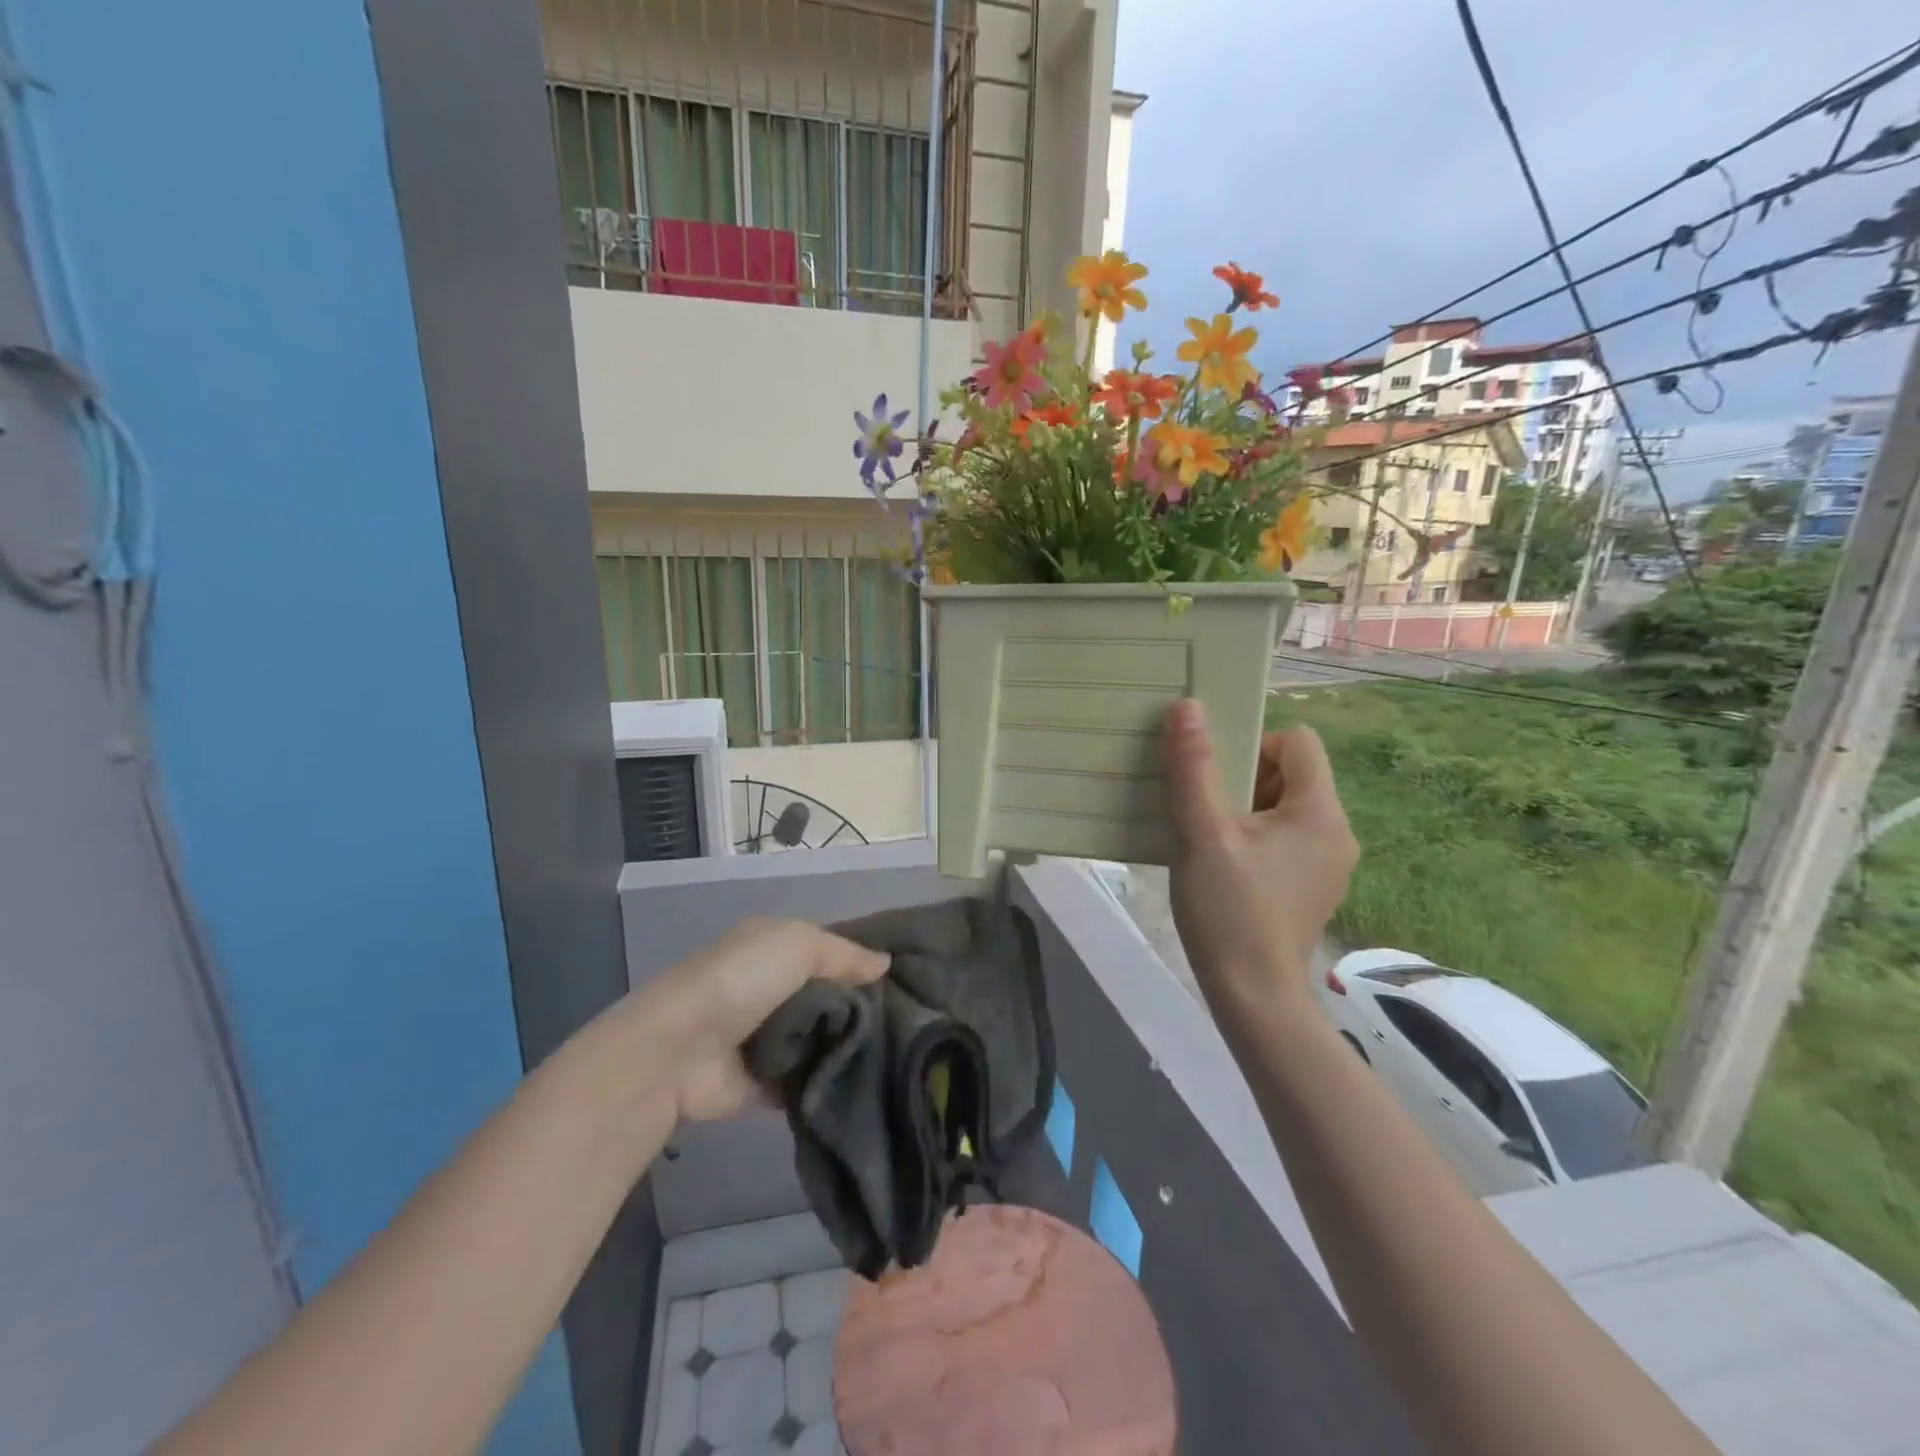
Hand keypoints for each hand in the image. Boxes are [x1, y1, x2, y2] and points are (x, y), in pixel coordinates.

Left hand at [636, 919, 889, 1123]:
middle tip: (910, 1018)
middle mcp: (769, 987)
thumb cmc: (741, 980)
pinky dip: (830, 1078)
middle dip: (862, 1005)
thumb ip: (845, 953)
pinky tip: (869, 1079)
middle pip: (829, 995)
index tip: (906, 974)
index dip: (861, 959)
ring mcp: (766, 1036)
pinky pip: (809, 1077)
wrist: (678, 1052)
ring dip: (849, 1044)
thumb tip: (885, 963)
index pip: (828, 949)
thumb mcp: (798, 944)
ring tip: (898, 1052)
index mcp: (772, 946)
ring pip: (822, 1036)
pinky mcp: (764, 1082)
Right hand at [1161, 699, 1356, 1021]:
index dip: (1254, 742)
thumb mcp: (1202, 832)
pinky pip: (1283, 838)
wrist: (1253, 998)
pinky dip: (1252, 837)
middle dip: (1242, 777)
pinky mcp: (1311, 887)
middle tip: (1202, 804)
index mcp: (1320, 812)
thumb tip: (1187, 707)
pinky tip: (1221, 863)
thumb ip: (1194, 767)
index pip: (1299, 741)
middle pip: (1290, 773)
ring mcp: (1327, 863)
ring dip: (1243, 808)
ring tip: (1205, 833)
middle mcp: (1336, 832)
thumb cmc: (1229, 910)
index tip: (1215, 773)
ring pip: (1283, 807)